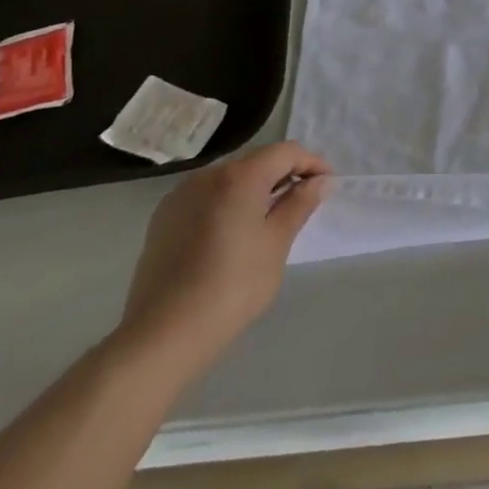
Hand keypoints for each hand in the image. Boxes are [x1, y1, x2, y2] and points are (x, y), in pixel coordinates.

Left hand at [114, 141, 332, 378]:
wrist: (161, 336)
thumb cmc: (232, 288)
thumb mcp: (276, 244)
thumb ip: (300, 204)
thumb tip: (322, 181)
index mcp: (240, 176)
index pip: (286, 152)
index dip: (312, 163)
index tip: (327, 185)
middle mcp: (208, 175)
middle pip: (257, 161)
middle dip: (284, 174)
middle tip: (304, 201)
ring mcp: (180, 196)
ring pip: (230, 178)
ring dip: (256, 188)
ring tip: (270, 217)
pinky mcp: (163, 219)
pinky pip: (206, 196)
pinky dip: (228, 202)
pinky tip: (234, 232)